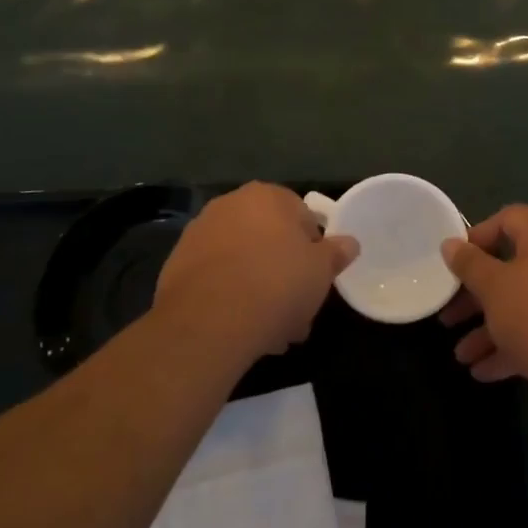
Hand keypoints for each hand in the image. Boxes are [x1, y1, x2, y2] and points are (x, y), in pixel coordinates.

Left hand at [156, 182, 357, 363]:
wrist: (209, 321)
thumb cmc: (276, 285)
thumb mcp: (321, 271)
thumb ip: (336, 253)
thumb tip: (350, 242)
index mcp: (268, 196)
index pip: (302, 217)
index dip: (313, 252)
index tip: (315, 282)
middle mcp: (231, 204)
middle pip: (269, 240)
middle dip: (283, 275)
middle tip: (295, 313)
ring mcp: (200, 232)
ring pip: (243, 261)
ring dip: (257, 288)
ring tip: (269, 332)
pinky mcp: (177, 263)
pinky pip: (216, 277)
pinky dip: (229, 296)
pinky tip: (239, 329)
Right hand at [439, 204, 527, 418]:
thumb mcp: (494, 288)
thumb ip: (469, 264)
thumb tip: (450, 243)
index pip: (509, 218)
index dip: (478, 235)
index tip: (455, 261)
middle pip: (511, 268)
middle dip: (475, 295)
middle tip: (449, 315)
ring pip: (522, 305)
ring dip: (489, 328)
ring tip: (461, 356)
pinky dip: (512, 346)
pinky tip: (483, 371)